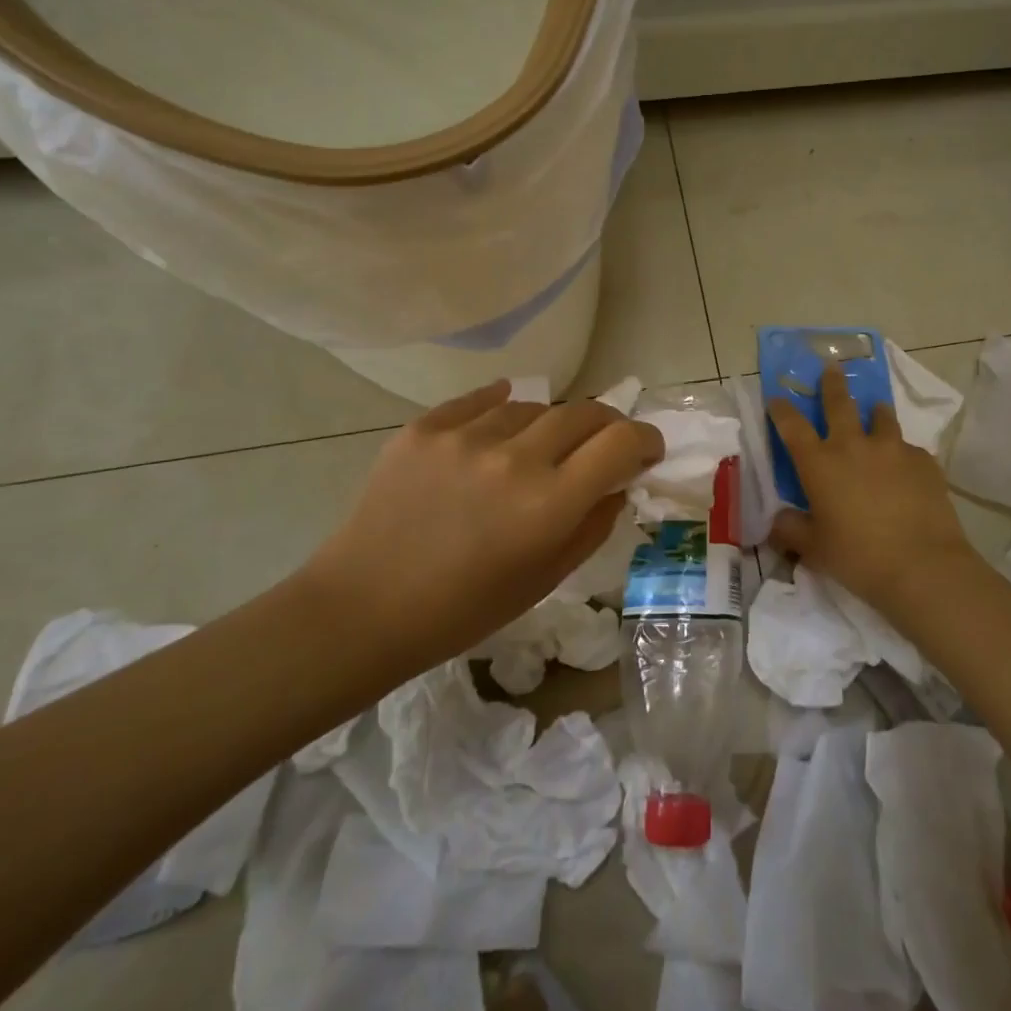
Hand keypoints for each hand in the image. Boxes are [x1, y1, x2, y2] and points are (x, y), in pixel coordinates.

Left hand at [299, 380, 662, 681]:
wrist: (364, 607)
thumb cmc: (463, 610)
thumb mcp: (545, 578)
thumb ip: (593, 524)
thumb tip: (618, 482)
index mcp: (549, 505)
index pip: (621, 442)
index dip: (645, 439)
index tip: (646, 449)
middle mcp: (513, 459)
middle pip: (584, 412)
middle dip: (606, 425)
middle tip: (602, 445)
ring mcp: (465, 437)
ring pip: (533, 405)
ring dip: (549, 424)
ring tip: (536, 450)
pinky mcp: (425, 427)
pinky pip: (482, 401)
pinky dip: (501, 409)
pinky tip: (501, 425)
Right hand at [767, 363, 981, 616]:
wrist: (922, 566)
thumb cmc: (858, 557)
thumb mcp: (814, 549)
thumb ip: (791, 530)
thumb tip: (777, 522)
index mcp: (820, 463)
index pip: (792, 426)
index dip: (781, 409)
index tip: (776, 397)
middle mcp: (853, 446)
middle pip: (839, 403)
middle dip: (832, 384)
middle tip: (832, 367)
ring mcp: (892, 449)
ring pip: (881, 417)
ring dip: (874, 412)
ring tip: (876, 411)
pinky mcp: (924, 461)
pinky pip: (909, 449)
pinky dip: (902, 454)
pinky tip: (906, 470)